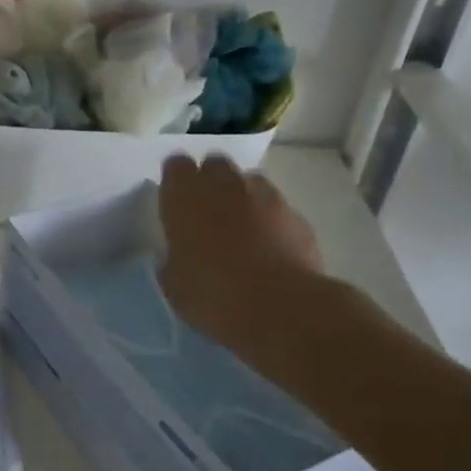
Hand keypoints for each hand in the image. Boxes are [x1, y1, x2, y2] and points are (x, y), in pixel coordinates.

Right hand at [158, 155, 324, 363]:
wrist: (278, 306)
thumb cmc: (211, 294)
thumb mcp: (174, 282)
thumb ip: (175, 257)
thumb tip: (180, 254)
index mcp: (185, 197)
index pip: (176, 166)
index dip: (176, 180)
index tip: (175, 198)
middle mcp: (224, 186)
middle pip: (215, 164)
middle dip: (210, 180)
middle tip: (206, 210)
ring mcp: (266, 197)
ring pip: (250, 181)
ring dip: (242, 196)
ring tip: (240, 226)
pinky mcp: (297, 216)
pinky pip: (277, 209)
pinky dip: (270, 220)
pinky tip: (269, 247)